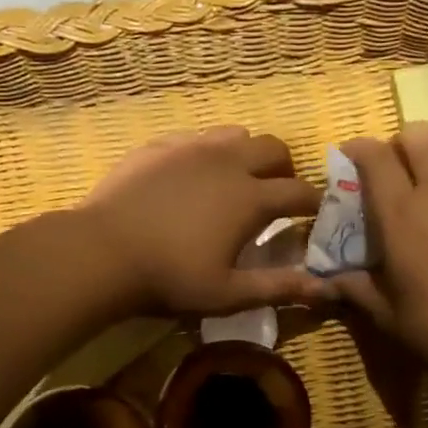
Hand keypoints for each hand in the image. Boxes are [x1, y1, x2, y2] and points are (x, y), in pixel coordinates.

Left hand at [82, 127, 328, 314]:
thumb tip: (326, 289)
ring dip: (247, 154)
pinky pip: (196, 137)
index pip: (300, 192)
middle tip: (277, 194)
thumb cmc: (170, 278)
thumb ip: (279, 287)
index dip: (315, 203)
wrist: (102, 252)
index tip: (317, 214)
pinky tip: (193, 176)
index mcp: (251, 197)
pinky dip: (208, 153)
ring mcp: (191, 147)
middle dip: (285, 168)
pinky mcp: (159, 145)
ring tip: (236, 180)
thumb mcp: (228, 293)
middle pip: (274, 148)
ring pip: (235, 134)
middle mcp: (228, 161)